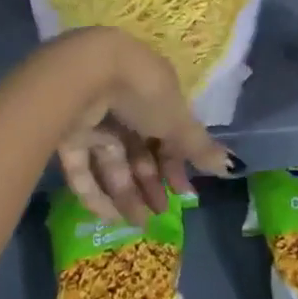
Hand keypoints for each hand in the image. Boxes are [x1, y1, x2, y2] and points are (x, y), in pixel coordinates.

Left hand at [47, 28, 234, 225]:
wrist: (85, 75)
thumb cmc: (142, 91)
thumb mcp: (177, 119)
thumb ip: (199, 145)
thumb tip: (230, 165)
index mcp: (152, 90)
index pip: (166, 129)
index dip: (176, 160)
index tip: (183, 190)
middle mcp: (123, 103)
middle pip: (139, 148)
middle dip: (152, 181)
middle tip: (160, 211)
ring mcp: (94, 118)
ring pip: (112, 161)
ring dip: (127, 193)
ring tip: (139, 222)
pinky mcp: (67, 134)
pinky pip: (83, 168)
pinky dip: (96, 193)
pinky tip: (112, 217)